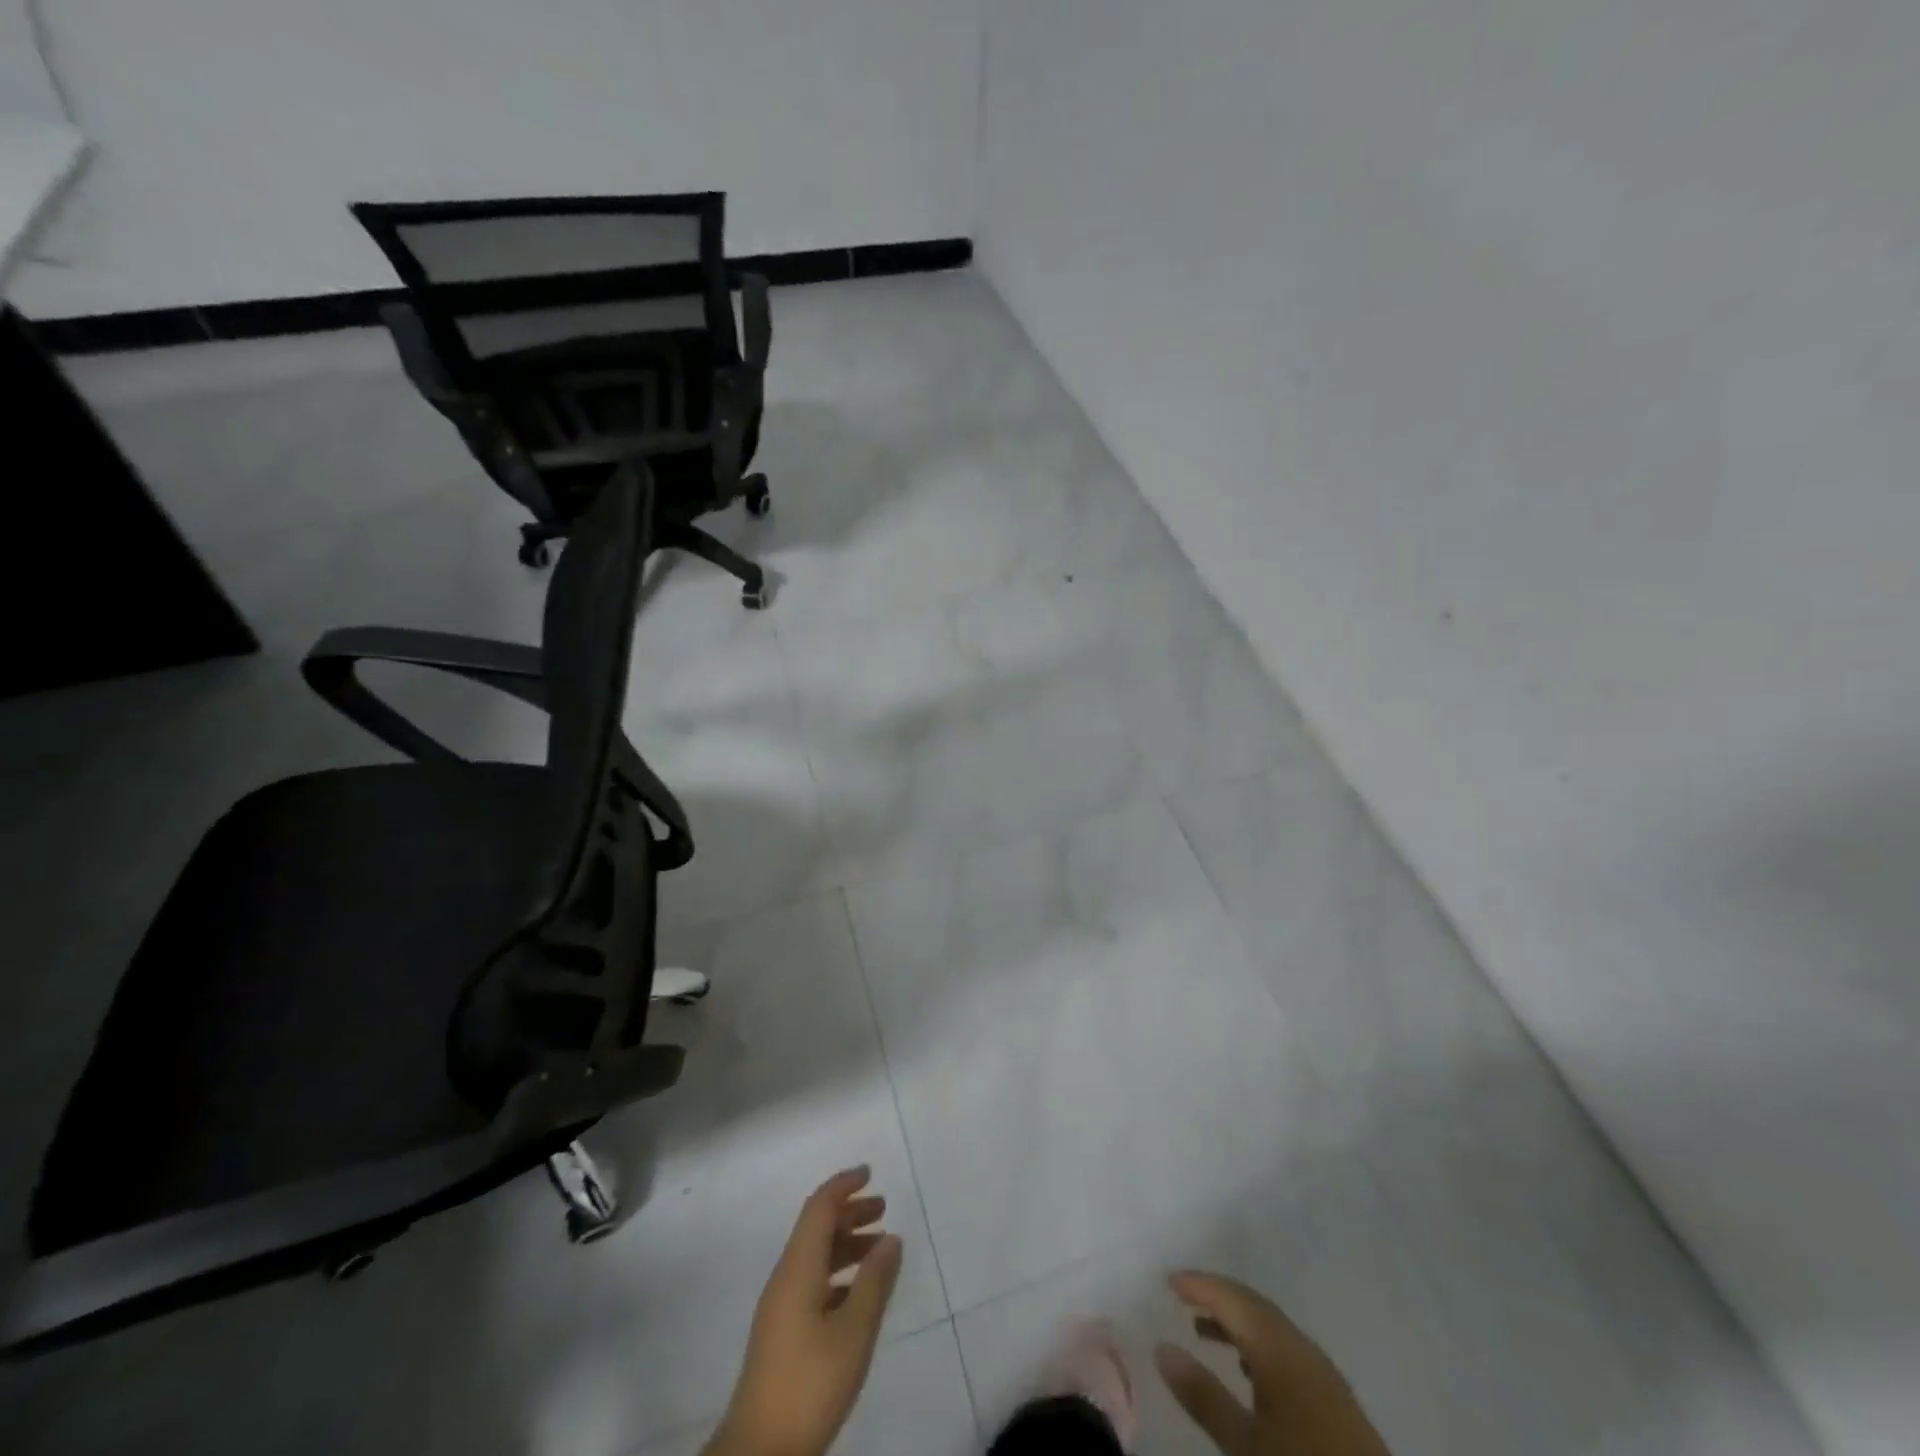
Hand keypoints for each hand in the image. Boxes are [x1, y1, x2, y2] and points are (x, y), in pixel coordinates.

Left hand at [707, 1167, 903, 1455]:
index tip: (869, 1172)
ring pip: (814, 1256)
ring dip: (845, 1243)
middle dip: (849, 1212)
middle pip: (816, 1228)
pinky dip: (838, 1272)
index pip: (819, 1208)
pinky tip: (858, 1292)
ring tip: (878, 1248)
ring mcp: (780, 1307)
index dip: (843, 1185)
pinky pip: (812, 1281)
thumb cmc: (810, 1383)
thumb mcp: (853, 1332)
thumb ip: (874, 1282)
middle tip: (883, 1208)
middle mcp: (785, 1278)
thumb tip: (891, 1238)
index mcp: (798, 1268)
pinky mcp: (781, 1332)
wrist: (759, 1452)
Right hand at [1155, 1270, 1391, 1455]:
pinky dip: (1257, 1345)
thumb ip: (1203, 1395)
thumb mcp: (1245, 1445)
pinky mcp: (1334, 1400)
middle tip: (1182, 1295)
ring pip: (1271, 1328)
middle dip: (1217, 1296)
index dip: (1200, 1285)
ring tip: (1202, 1329)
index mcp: (1279, 1348)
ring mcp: (1323, 1373)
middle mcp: (1302, 1348)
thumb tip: (1162, 1348)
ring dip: (1237, 1321)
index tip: (1168, 1280)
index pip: (1233, 1298)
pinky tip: (1246, 1368)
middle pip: (1254, 1306)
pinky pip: (1286, 1350)